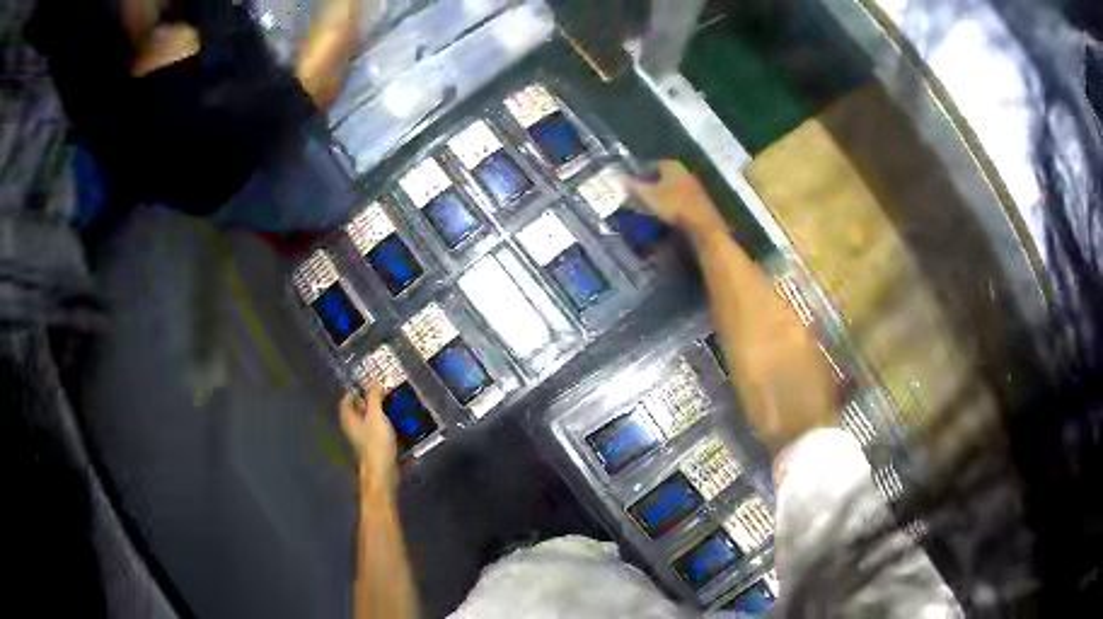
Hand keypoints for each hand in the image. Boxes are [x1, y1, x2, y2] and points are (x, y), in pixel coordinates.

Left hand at [340, 382, 398, 493]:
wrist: (383, 472)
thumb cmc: (375, 442)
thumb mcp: (376, 415)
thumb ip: (374, 397)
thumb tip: (374, 381)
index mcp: (348, 417)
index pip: (347, 398)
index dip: (356, 389)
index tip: (371, 383)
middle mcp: (353, 427)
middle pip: (359, 409)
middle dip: (371, 400)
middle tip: (386, 392)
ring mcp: (363, 438)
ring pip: (370, 420)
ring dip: (381, 412)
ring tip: (395, 404)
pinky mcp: (374, 447)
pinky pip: (379, 430)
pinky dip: (386, 424)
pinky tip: (399, 421)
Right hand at [623, 160, 727, 238]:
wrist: (701, 222)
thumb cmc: (672, 204)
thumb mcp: (648, 195)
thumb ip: (633, 185)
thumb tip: (617, 177)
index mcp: (671, 165)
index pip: (653, 164)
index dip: (642, 173)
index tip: (634, 184)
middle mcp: (684, 170)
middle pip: (664, 175)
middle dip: (653, 183)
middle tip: (642, 196)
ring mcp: (694, 184)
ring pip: (673, 186)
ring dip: (664, 193)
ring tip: (653, 206)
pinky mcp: (700, 198)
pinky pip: (682, 196)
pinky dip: (674, 201)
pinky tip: (669, 212)